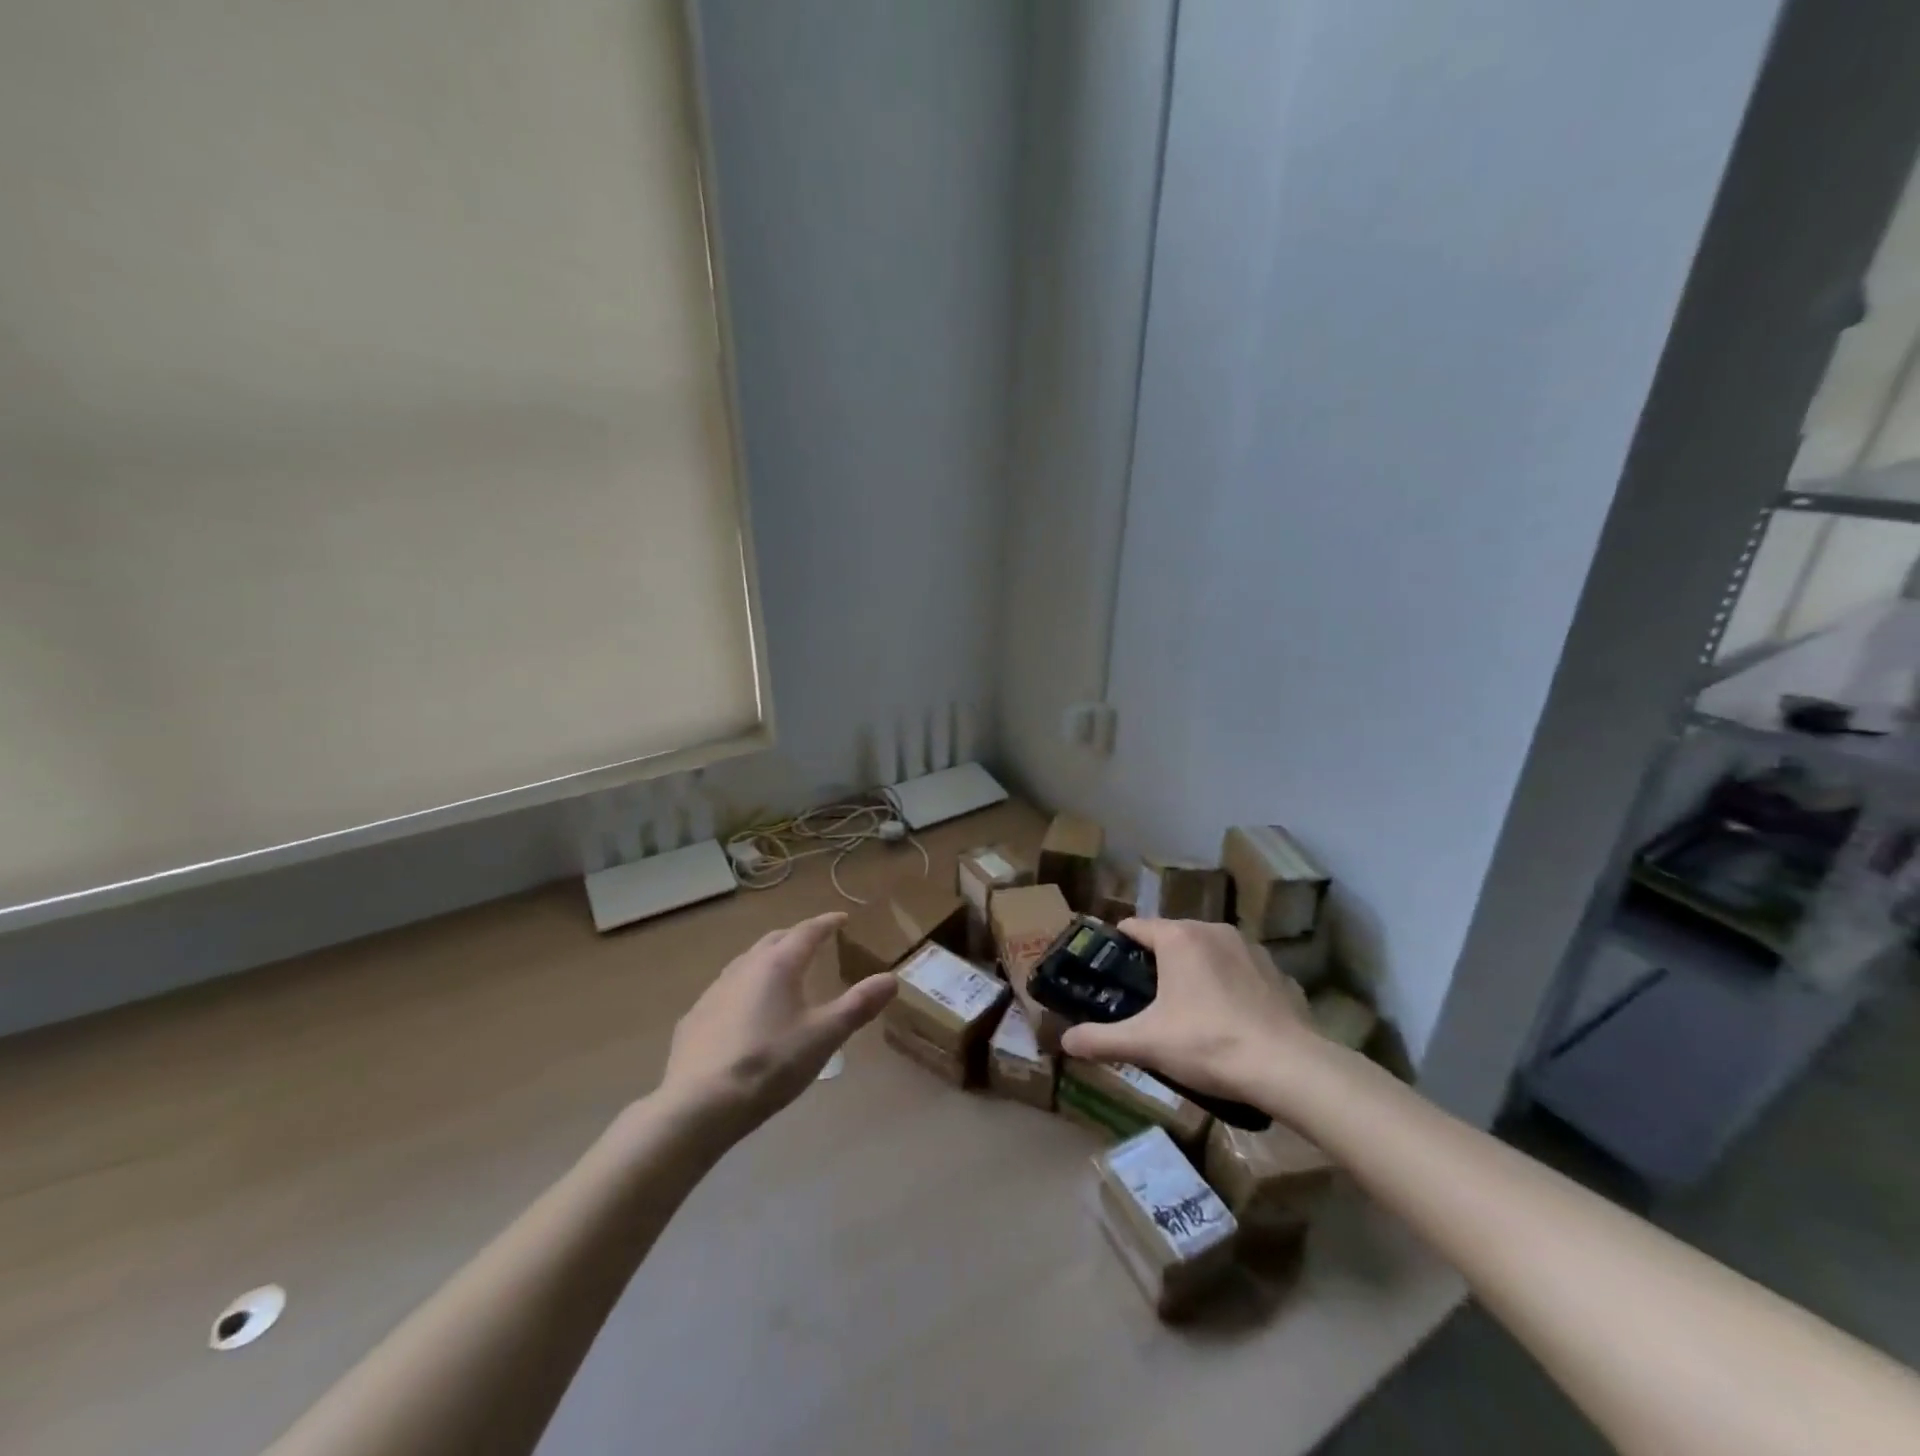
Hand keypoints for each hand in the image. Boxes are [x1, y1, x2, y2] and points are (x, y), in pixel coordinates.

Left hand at [659, 912, 895, 1137]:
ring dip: (768, 960)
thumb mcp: (824, 1036)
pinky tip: (746, 1012)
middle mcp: (744, 967)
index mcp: (779, 965)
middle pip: (774, 940)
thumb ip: (858, 1005)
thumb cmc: (770, 1064)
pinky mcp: (695, 1018)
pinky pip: (726, 990)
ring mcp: (714, 991)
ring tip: (782, 973)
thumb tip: (892, 979)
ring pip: (746, 962)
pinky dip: (744, 988)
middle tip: (814, 942)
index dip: (827, 923)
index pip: (807, 931)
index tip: (842, 918)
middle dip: (796, 937)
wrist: (699, 1105)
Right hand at [1058, 919, 1313, 1101]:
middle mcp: (1212, 929)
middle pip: (1170, 938)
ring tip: (1186, 1013)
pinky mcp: (1277, 971)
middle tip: (1143, 1001)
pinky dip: (1227, 986)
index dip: (1116, 948)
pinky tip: (1228, 1021)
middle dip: (1155, 965)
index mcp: (1178, 936)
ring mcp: (1249, 948)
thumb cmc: (1207, 1043)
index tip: (1107, 975)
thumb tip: (1064, 1041)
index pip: (1134, 927)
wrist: (1288, 1067)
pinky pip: (1238, 970)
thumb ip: (1101, 1039)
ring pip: (1206, 952)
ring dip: (1193, 973)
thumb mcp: (1146, 1043)